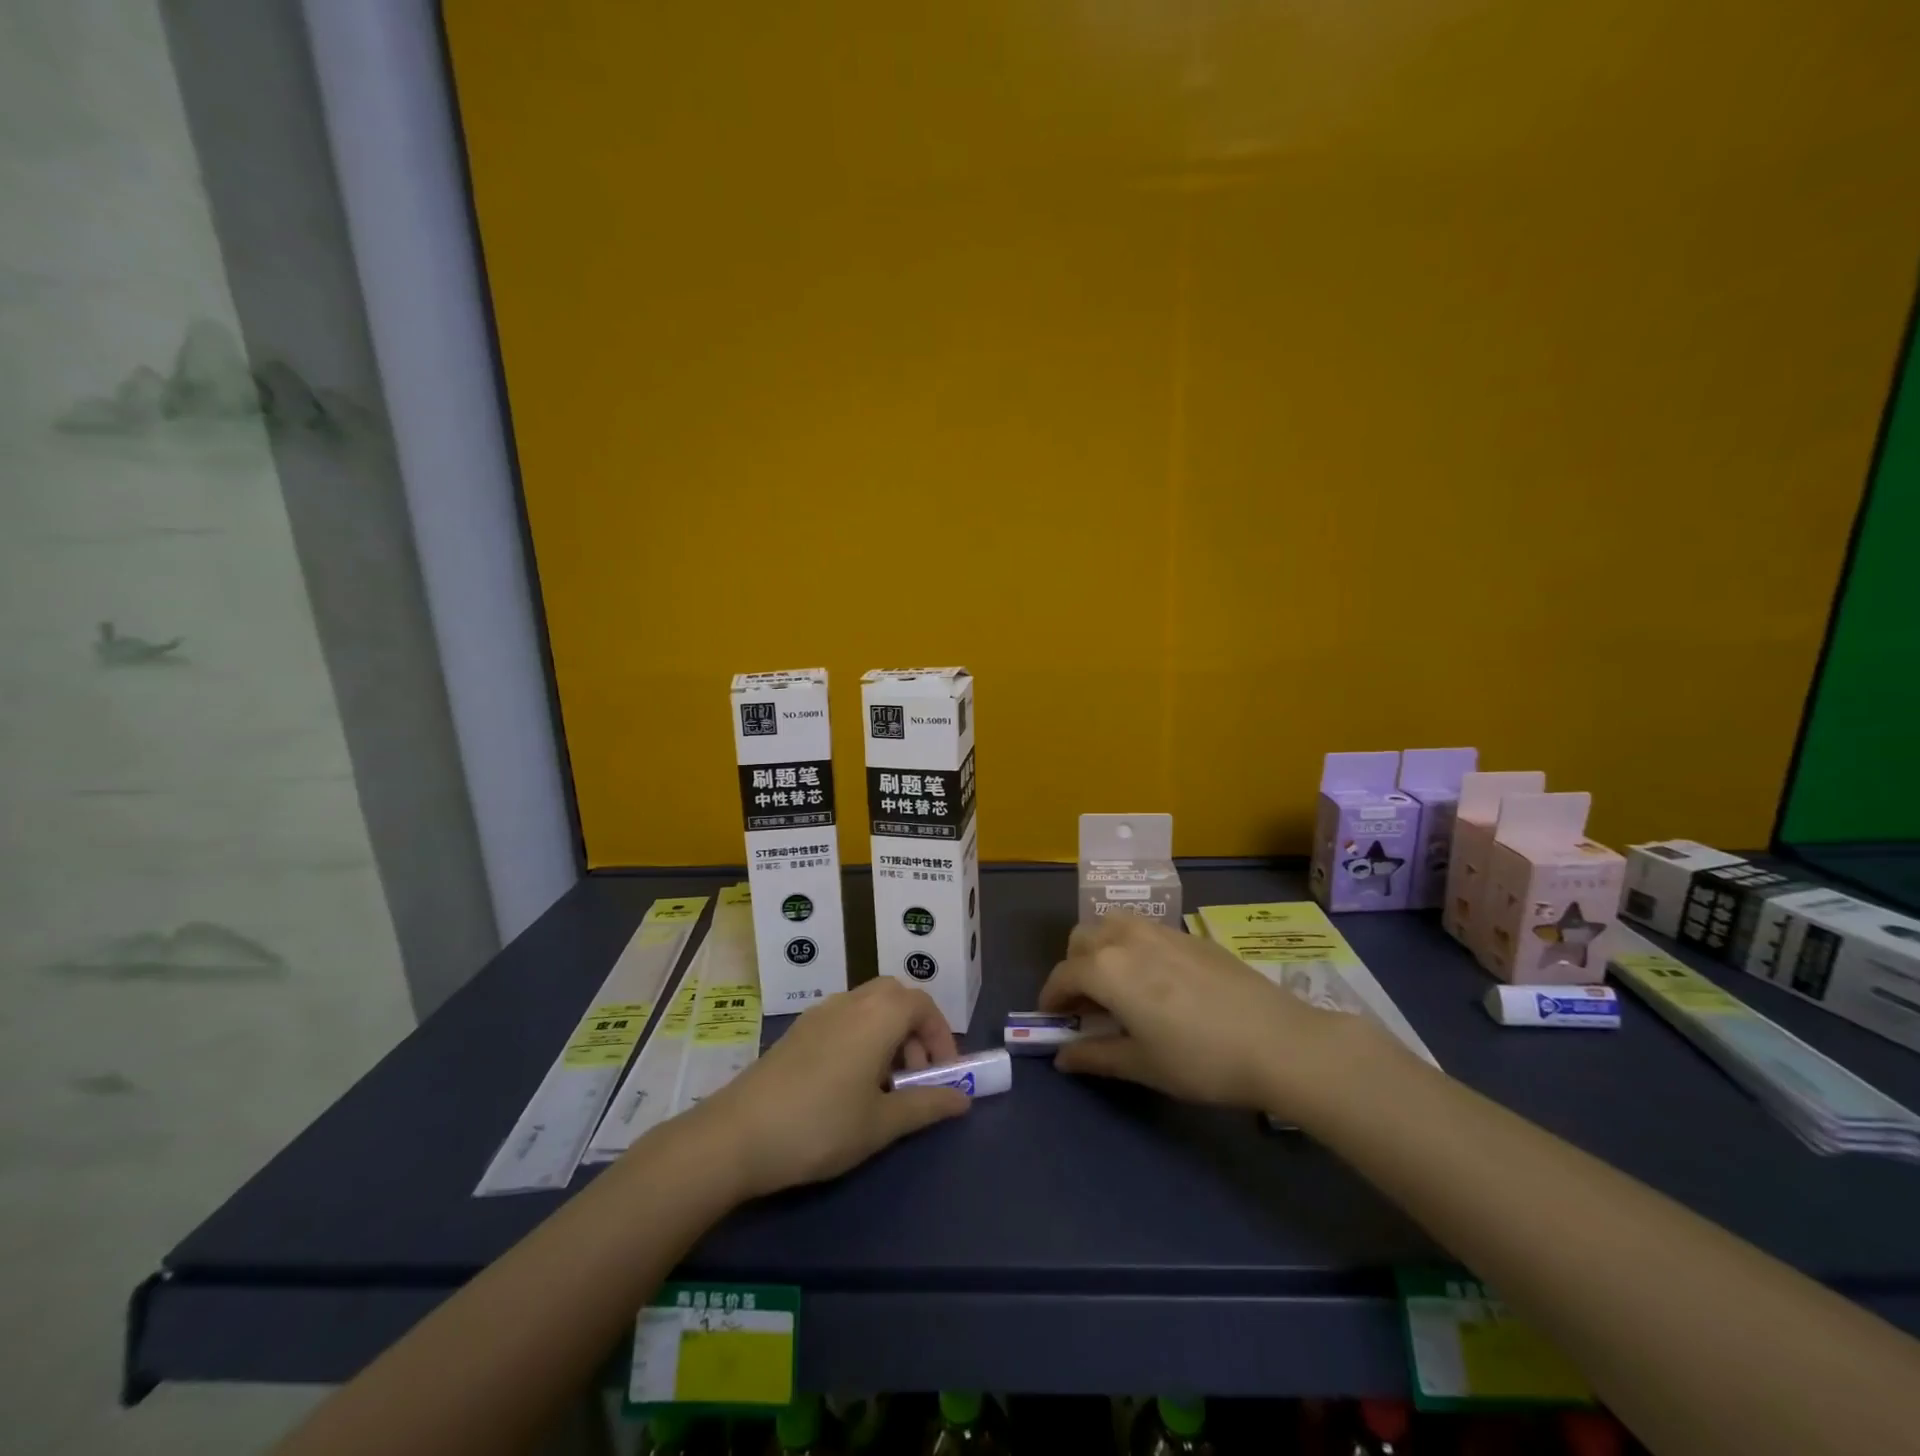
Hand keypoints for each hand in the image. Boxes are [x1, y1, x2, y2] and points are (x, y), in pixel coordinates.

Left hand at [693, 977, 969, 1199]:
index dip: (941, 1037)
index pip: (923, 1005)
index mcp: (878, 1015)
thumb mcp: (881, 1123)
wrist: (737, 1135)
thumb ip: (926, 1105)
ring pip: (869, 1007)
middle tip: (915, 1078)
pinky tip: (849, 1085)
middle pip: (896, 998)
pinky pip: (844, 1019)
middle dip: (915, 1032)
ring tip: (884, 1088)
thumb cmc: (820, 1126)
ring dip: (888, 1036)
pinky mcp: (798, 1030)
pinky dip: (862, 1038)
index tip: (944, 1076)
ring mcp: (821, 1012)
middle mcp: (851, 1001)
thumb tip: (963, 1099)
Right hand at [1038, 915, 1391, 1114]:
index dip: (1051, 997)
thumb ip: (1094, 1056)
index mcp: (1107, 968)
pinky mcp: (1189, 934)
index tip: (1052, 1019)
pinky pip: (1143, 929)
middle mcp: (1127, 938)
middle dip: (1074, 967)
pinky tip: (1155, 980)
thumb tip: (1061, 1057)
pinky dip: (1131, 946)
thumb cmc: (1200, 1059)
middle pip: (1082, 939)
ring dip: (1101, 948)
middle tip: (1086, 1004)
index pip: (1063, 975)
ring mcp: (1160, 930)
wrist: (1277, 1041)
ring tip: (1117, 985)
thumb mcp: (1142, 1065)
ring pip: (1113, 925)